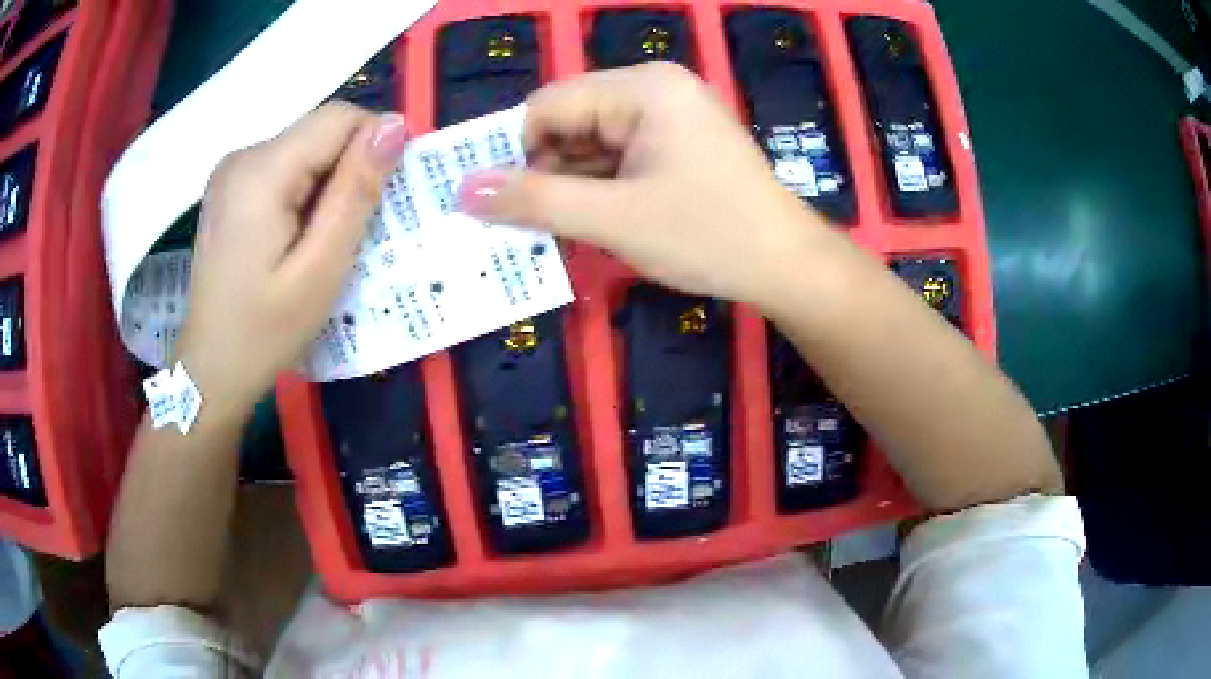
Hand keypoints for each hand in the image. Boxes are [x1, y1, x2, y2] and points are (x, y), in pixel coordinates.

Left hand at [175, 103, 405, 423]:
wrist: (210, 370)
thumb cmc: (264, 331)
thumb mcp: (320, 269)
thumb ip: (355, 193)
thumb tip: (394, 127)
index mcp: (261, 170)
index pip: (339, 118)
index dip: (374, 145)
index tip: (385, 197)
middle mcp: (243, 155)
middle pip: (319, 134)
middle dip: (350, 171)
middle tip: (357, 232)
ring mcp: (232, 171)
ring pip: (305, 151)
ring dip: (329, 185)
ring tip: (327, 241)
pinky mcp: (230, 188)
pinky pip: (284, 170)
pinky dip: (305, 193)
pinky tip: (299, 238)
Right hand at [457, 62, 828, 306]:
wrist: (788, 266)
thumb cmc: (708, 236)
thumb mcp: (613, 219)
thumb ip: (534, 200)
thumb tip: (462, 190)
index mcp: (642, 88)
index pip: (549, 105)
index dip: (515, 152)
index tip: (498, 203)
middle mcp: (656, 89)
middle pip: (571, 121)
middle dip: (545, 171)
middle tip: (527, 225)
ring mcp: (672, 116)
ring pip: (593, 143)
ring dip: (571, 184)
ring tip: (558, 230)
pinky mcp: (680, 143)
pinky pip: (621, 156)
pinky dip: (600, 187)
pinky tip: (594, 221)